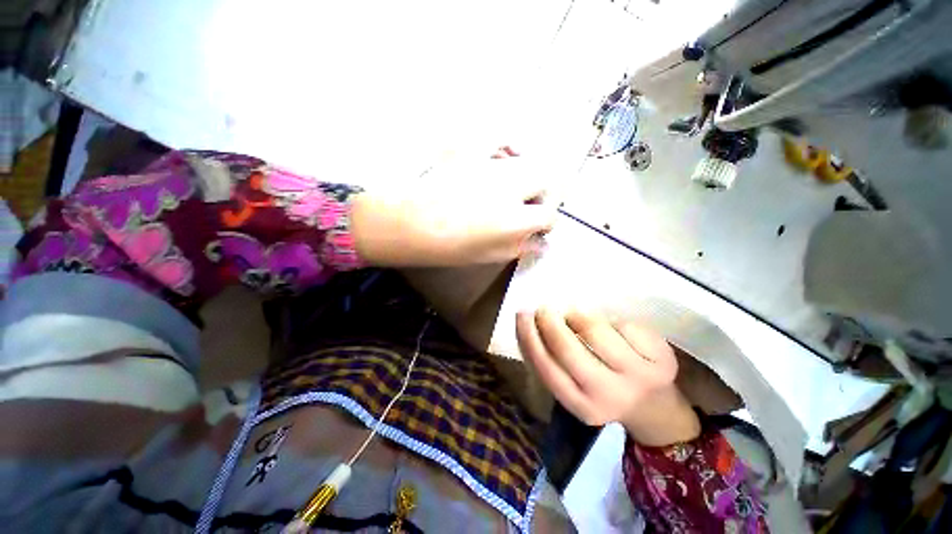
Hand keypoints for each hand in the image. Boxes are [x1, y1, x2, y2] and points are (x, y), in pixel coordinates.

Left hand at [349, 150, 554, 267]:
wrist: (410, 223)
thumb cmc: (449, 247)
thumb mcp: (489, 256)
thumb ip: (519, 248)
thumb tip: (540, 243)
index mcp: (513, 218)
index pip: (548, 215)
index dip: (545, 224)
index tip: (537, 230)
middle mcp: (509, 187)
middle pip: (546, 179)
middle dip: (544, 194)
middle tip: (529, 207)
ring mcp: (490, 166)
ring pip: (526, 161)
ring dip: (527, 176)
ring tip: (513, 189)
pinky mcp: (473, 152)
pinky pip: (499, 140)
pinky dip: (508, 147)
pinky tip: (504, 158)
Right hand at [516, 309, 700, 445]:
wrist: (653, 406)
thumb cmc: (603, 390)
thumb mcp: (575, 388)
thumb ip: (553, 363)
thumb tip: (533, 325)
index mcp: (582, 405)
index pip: (546, 368)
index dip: (530, 338)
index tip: (522, 315)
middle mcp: (609, 395)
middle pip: (569, 350)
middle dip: (550, 323)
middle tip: (543, 309)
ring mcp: (639, 377)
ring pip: (597, 332)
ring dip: (579, 316)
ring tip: (575, 315)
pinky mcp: (662, 361)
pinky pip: (624, 325)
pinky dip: (612, 321)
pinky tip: (613, 328)